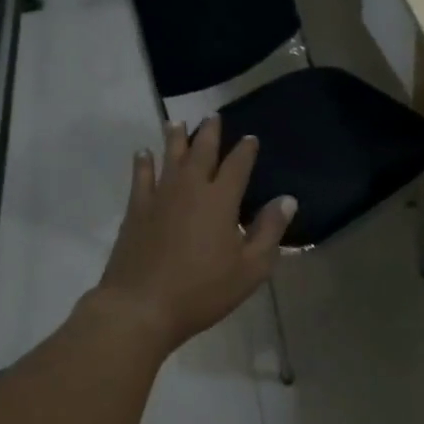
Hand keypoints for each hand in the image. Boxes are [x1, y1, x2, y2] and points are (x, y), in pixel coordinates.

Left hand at [95, 116, 295, 352]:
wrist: (141, 307)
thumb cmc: (202, 291)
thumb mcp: (250, 268)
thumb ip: (269, 231)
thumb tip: (287, 199)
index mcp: (221, 199)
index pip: (238, 165)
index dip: (246, 150)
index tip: (251, 139)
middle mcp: (191, 188)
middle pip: (202, 151)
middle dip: (210, 132)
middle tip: (213, 116)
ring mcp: (160, 196)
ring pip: (170, 157)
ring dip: (175, 138)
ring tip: (178, 122)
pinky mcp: (136, 210)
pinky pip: (141, 177)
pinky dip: (143, 163)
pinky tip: (143, 153)